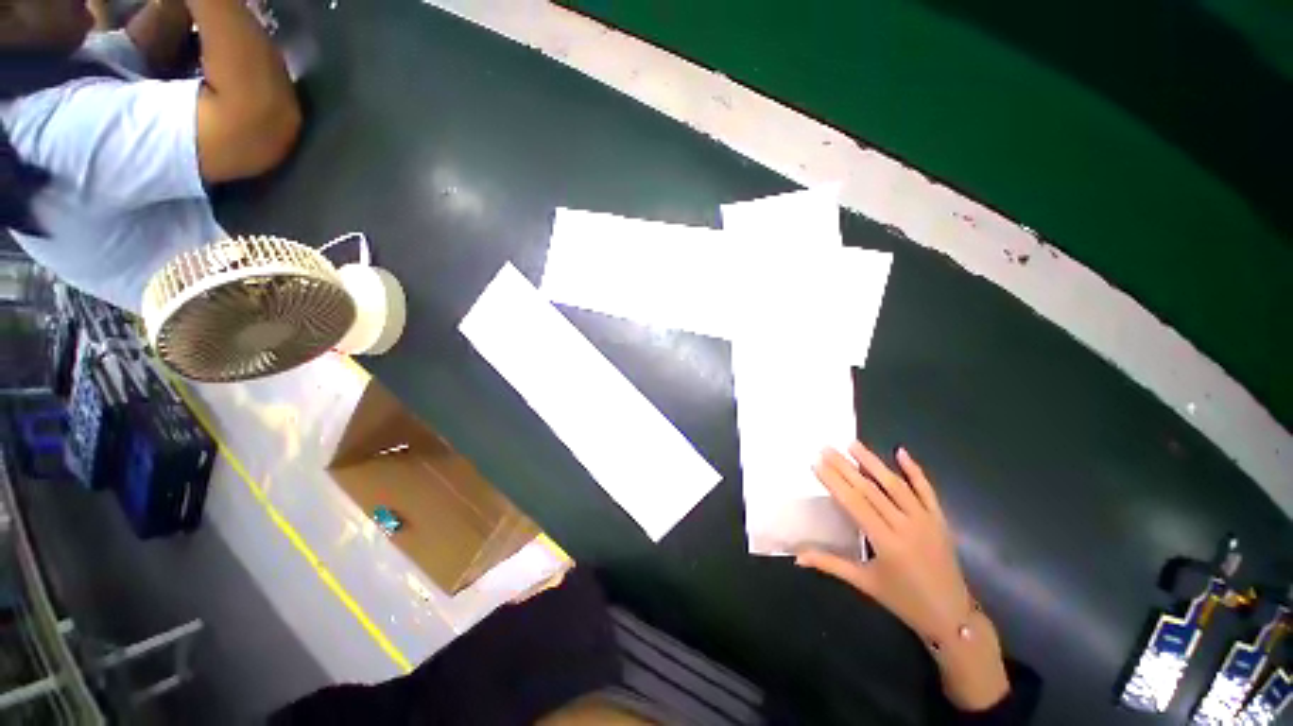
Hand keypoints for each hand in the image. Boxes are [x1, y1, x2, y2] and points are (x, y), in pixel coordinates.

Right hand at [796, 442, 1009, 711]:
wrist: (952, 616)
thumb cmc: (903, 600)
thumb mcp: (864, 583)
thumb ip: (830, 564)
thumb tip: (797, 556)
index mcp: (886, 542)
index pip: (854, 503)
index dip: (834, 482)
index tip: (817, 463)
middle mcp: (906, 526)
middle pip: (871, 489)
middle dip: (846, 467)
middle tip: (826, 448)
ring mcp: (925, 520)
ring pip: (896, 484)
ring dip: (873, 462)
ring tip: (853, 444)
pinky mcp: (939, 519)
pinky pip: (926, 490)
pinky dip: (914, 470)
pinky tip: (901, 452)